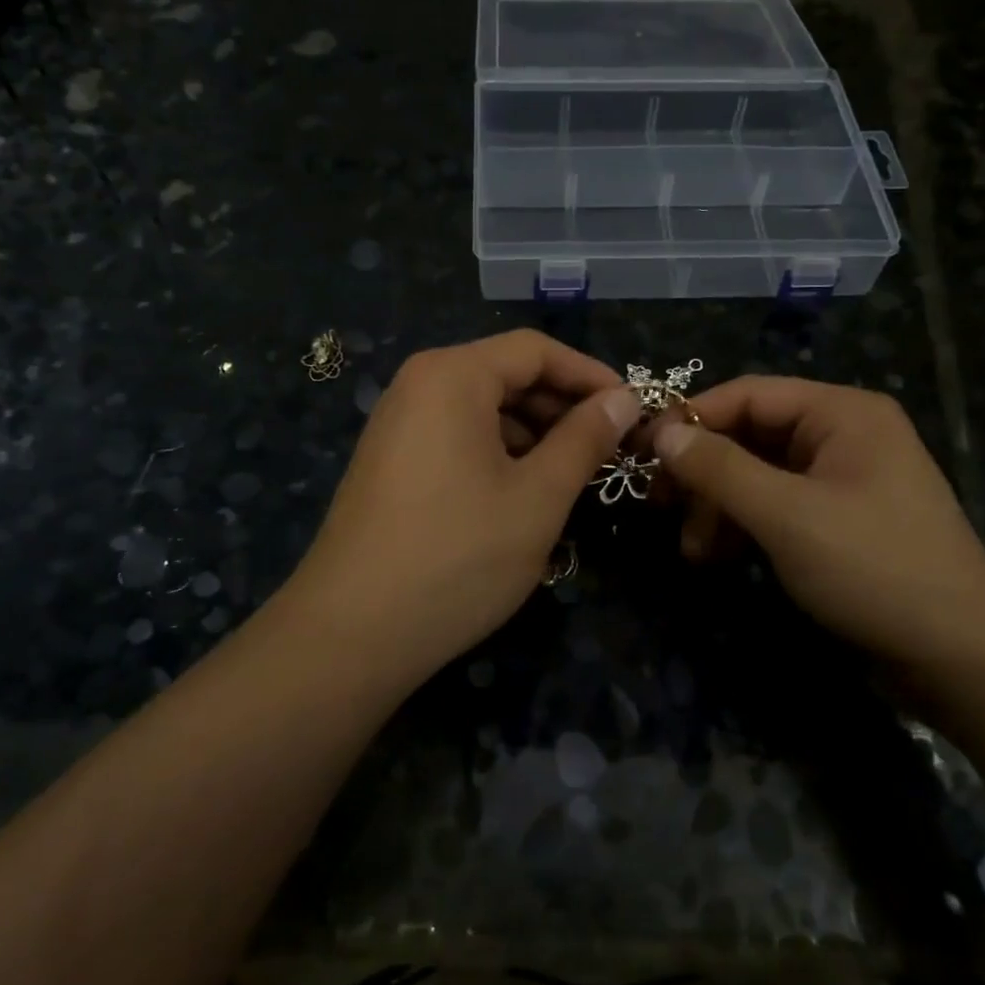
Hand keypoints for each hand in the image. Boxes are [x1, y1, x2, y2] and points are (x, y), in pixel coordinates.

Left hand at [289, 331, 638, 680]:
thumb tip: (624, 399)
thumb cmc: (458, 556)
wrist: (351, 634)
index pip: (535, 350)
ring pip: (483, 410)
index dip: (590, 374)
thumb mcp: (539, 496)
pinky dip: (499, 453)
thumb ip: (585, 439)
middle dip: (562, 407)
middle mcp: (418, 386)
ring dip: (534, 434)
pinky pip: (458, 437)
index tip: (632, 409)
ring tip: (575, 474)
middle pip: (506, 375)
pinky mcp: (391, 462)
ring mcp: (399, 425)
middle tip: (611, 447)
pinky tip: (525, 493)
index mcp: (452, 376)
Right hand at [654, 377, 984, 669]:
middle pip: (751, 435)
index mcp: (841, 412)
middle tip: (659, 507)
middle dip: (704, 473)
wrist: (961, 657)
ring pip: (759, 475)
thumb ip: (719, 469)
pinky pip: (778, 506)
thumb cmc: (873, 568)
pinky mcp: (840, 520)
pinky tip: (719, 558)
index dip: (690, 418)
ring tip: (693, 551)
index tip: (641, 451)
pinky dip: (745, 527)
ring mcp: (843, 479)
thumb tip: (661, 433)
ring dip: (720, 507)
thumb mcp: (786, 514)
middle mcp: (843, 434)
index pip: (748, 394)